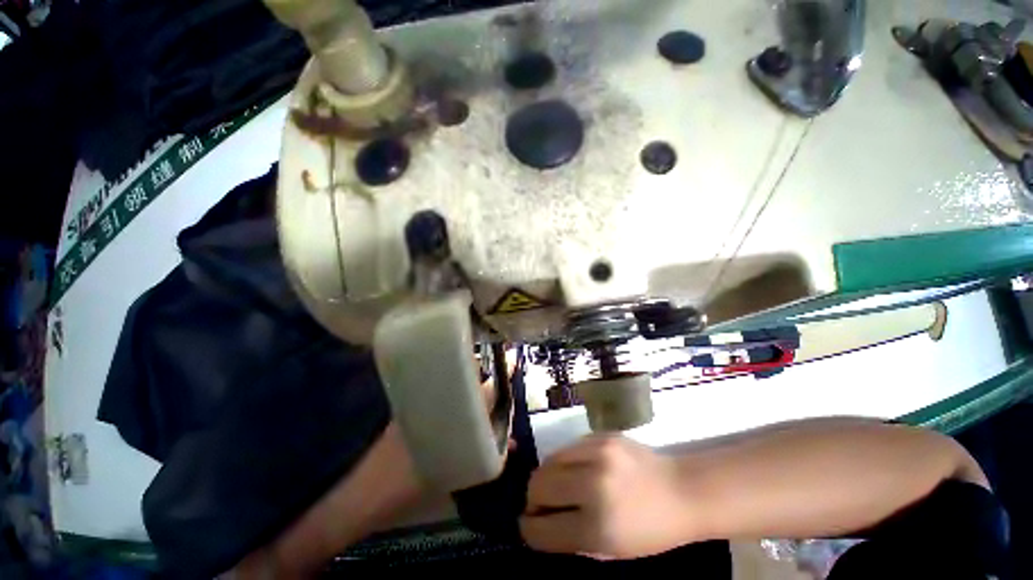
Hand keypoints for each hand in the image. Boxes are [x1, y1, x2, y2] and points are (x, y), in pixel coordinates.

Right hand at [519, 435, 697, 559]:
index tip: (526, 527)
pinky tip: (574, 470)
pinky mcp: (600, 435)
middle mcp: (593, 484)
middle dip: (532, 499)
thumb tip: (541, 525)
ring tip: (555, 486)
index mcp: (598, 527)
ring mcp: (597, 453)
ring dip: (545, 477)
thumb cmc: (652, 530)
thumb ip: (573, 538)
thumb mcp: (613, 550)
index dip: (529, 530)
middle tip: (539, 506)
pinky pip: (568, 448)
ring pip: (548, 461)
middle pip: (538, 485)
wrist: (682, 490)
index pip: (544, 528)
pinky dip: (564, 462)